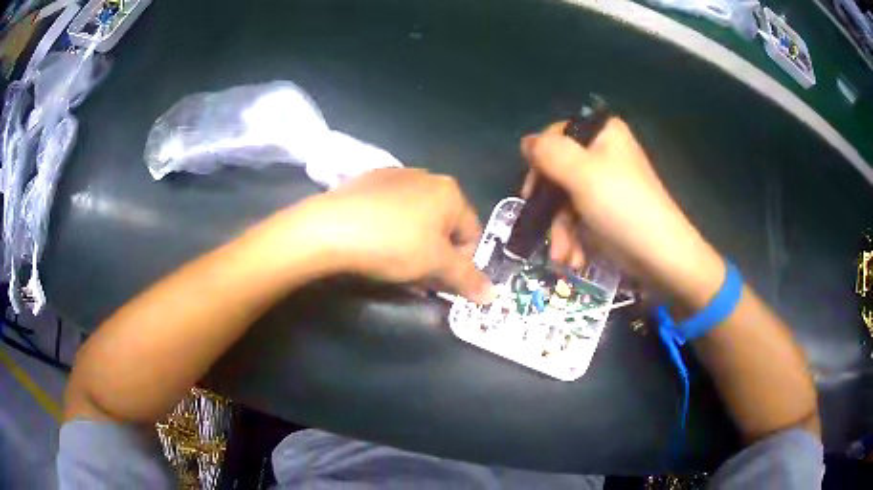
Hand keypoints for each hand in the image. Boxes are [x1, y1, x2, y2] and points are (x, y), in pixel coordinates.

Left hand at [289, 168, 494, 302]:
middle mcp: (427, 176)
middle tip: (418, 276)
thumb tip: (493, 295)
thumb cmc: (393, 244)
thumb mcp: (435, 265)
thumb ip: (467, 279)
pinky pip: (392, 210)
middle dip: (436, 254)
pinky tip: (375, 242)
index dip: (461, 265)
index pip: (471, 234)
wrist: (330, 227)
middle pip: (444, 225)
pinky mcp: (368, 181)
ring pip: (418, 218)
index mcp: (450, 191)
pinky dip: (392, 228)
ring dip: (415, 243)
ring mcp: (395, 175)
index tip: (442, 283)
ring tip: (394, 262)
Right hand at [522, 118, 722, 300]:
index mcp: (602, 134)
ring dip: (560, 232)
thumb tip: (526, 142)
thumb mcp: (580, 173)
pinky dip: (574, 240)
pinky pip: (581, 218)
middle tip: (539, 229)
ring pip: (567, 201)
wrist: (661, 256)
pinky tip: (575, 260)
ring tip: (563, 259)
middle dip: (550, 210)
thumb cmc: (621, 207)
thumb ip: (548, 152)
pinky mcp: (609, 212)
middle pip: (559, 172)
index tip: (532, 191)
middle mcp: (604, 154)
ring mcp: (607, 185)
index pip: (556, 135)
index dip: (540, 161)